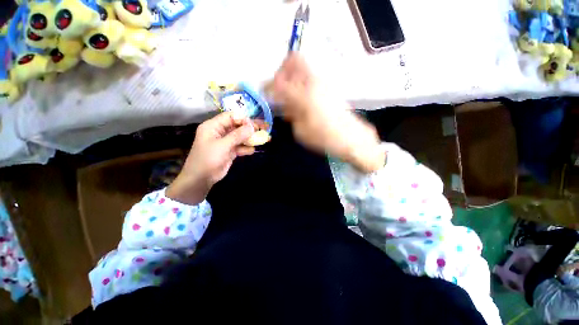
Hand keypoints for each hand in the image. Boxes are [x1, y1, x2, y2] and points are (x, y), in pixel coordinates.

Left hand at [166, 112, 254, 204]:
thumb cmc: (208, 159)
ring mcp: (226, 142)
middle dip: (250, 128)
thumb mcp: (222, 146)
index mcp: (213, 126)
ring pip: (241, 137)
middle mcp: (220, 132)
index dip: (243, 119)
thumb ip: (237, 135)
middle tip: (263, 129)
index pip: (230, 116)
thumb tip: (252, 126)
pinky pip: (240, 146)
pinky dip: (246, 148)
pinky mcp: (230, 151)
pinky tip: (251, 151)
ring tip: (263, 140)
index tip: (254, 126)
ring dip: (251, 138)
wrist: (201, 179)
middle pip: (237, 126)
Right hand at [267, 53, 384, 172]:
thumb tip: (286, 105)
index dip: (269, 86)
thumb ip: (291, 114)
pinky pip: (312, 77)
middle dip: (283, 71)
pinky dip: (303, 83)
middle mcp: (313, 82)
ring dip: (293, 77)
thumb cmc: (324, 137)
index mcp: (303, 95)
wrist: (350, 137)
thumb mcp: (300, 131)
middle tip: (280, 87)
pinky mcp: (330, 87)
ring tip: (292, 96)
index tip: (266, 93)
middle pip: (294, 60)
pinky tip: (304, 100)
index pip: (279, 82)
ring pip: (303, 68)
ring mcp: (323, 83)